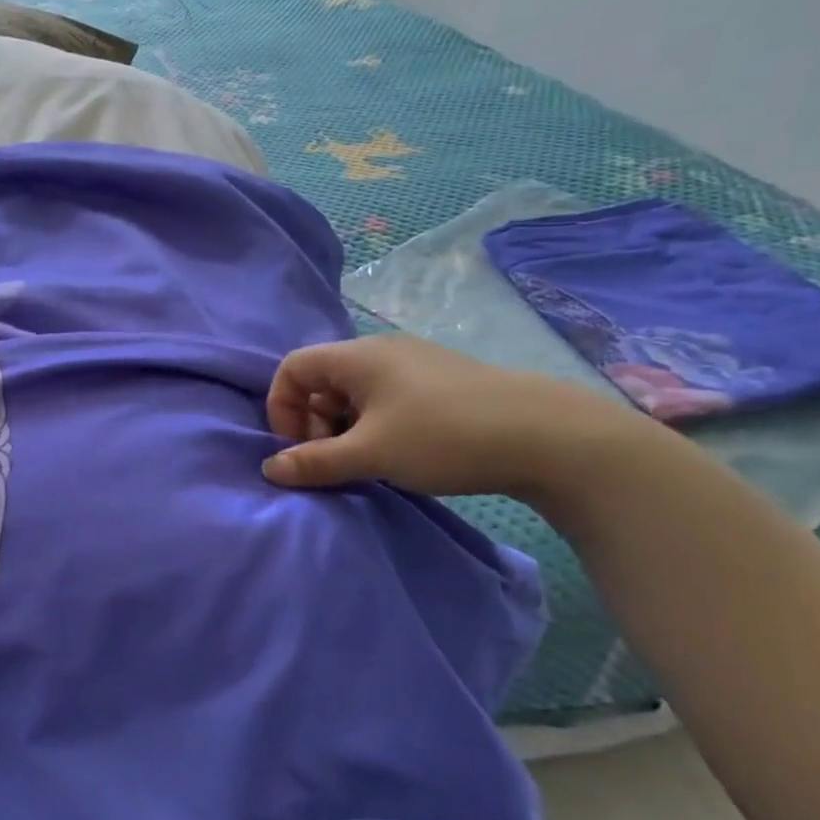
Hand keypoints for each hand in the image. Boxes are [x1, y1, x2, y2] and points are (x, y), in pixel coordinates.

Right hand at [263, 334, 648, 499]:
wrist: (549, 437)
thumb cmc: (443, 437)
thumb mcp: (370, 454)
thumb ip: (314, 462)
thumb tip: (270, 470)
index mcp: (357, 356)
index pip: (292, 368)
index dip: (282, 407)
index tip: (298, 448)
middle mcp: (381, 350)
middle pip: (322, 380)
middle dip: (314, 422)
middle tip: (333, 461)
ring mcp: (415, 363)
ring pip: (355, 391)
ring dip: (345, 427)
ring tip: (366, 462)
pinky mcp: (441, 381)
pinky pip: (386, 397)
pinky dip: (375, 424)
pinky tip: (399, 453)